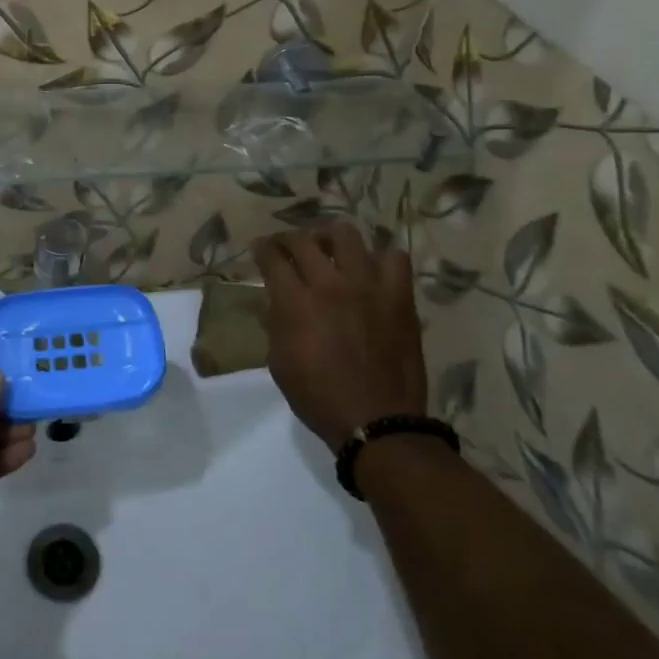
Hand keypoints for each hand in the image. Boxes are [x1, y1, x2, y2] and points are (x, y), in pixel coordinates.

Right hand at [255, 222, 427, 452]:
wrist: (378, 423)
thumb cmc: (320, 398)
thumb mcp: (280, 364)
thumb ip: (275, 325)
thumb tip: (275, 302)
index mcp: (296, 303)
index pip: (272, 258)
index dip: (262, 249)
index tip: (260, 250)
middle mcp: (330, 285)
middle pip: (303, 240)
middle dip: (288, 238)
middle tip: (288, 247)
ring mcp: (368, 286)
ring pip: (346, 235)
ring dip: (331, 238)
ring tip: (329, 248)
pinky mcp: (398, 296)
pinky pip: (395, 258)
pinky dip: (381, 258)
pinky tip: (372, 270)